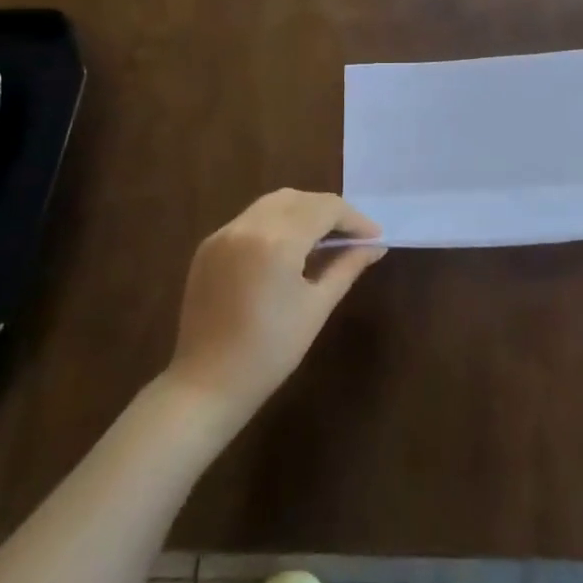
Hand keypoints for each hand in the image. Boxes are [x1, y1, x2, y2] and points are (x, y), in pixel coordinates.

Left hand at [167, 190, 383, 422]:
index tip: (374, 237)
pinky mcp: (208, 247)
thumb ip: (347, 267)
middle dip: (329, 211)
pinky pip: (250, 220)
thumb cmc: (271, 351)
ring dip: (302, 212)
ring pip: (272, 204)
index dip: (354, 219)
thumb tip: (375, 246)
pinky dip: (275, 223)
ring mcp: (223, 234)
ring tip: (323, 240)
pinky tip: (288, 249)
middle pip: (299, 199)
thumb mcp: (317, 307)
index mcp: (277, 241)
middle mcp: (247, 226)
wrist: (207, 384)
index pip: (325, 208)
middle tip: (352, 237)